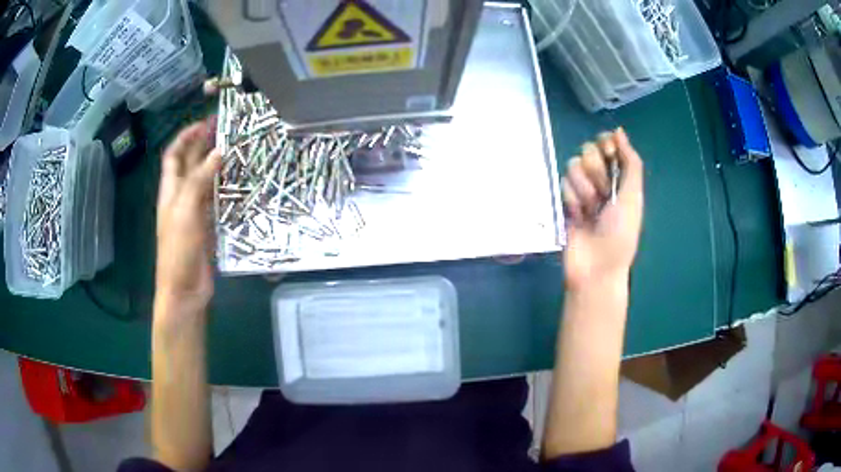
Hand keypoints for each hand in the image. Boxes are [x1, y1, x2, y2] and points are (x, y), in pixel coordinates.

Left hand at [155, 120, 220, 314]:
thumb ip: (199, 181)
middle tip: (226, 130)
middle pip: (190, 164)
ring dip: (217, 165)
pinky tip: (239, 181)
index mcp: (170, 192)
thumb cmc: (178, 250)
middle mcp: (181, 197)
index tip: (204, 123)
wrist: (184, 290)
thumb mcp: (185, 211)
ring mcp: (195, 212)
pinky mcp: (208, 226)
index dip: (185, 137)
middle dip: (204, 145)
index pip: (174, 156)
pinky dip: (226, 188)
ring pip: (206, 181)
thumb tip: (218, 152)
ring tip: (237, 149)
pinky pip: (217, 200)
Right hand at [562, 128, 643, 291]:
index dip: (605, 144)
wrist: (596, 266)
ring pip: (573, 166)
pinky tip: (578, 216)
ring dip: (584, 188)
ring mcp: (581, 190)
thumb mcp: (634, 196)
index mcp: (621, 176)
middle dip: (595, 170)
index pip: (606, 143)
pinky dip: (572, 199)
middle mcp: (601, 179)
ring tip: (590, 210)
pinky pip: (562, 184)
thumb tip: (619, 130)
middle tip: (604, 192)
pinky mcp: (564, 201)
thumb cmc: (621, 233)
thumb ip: (631, 161)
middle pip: (587, 151)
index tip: (608, 153)